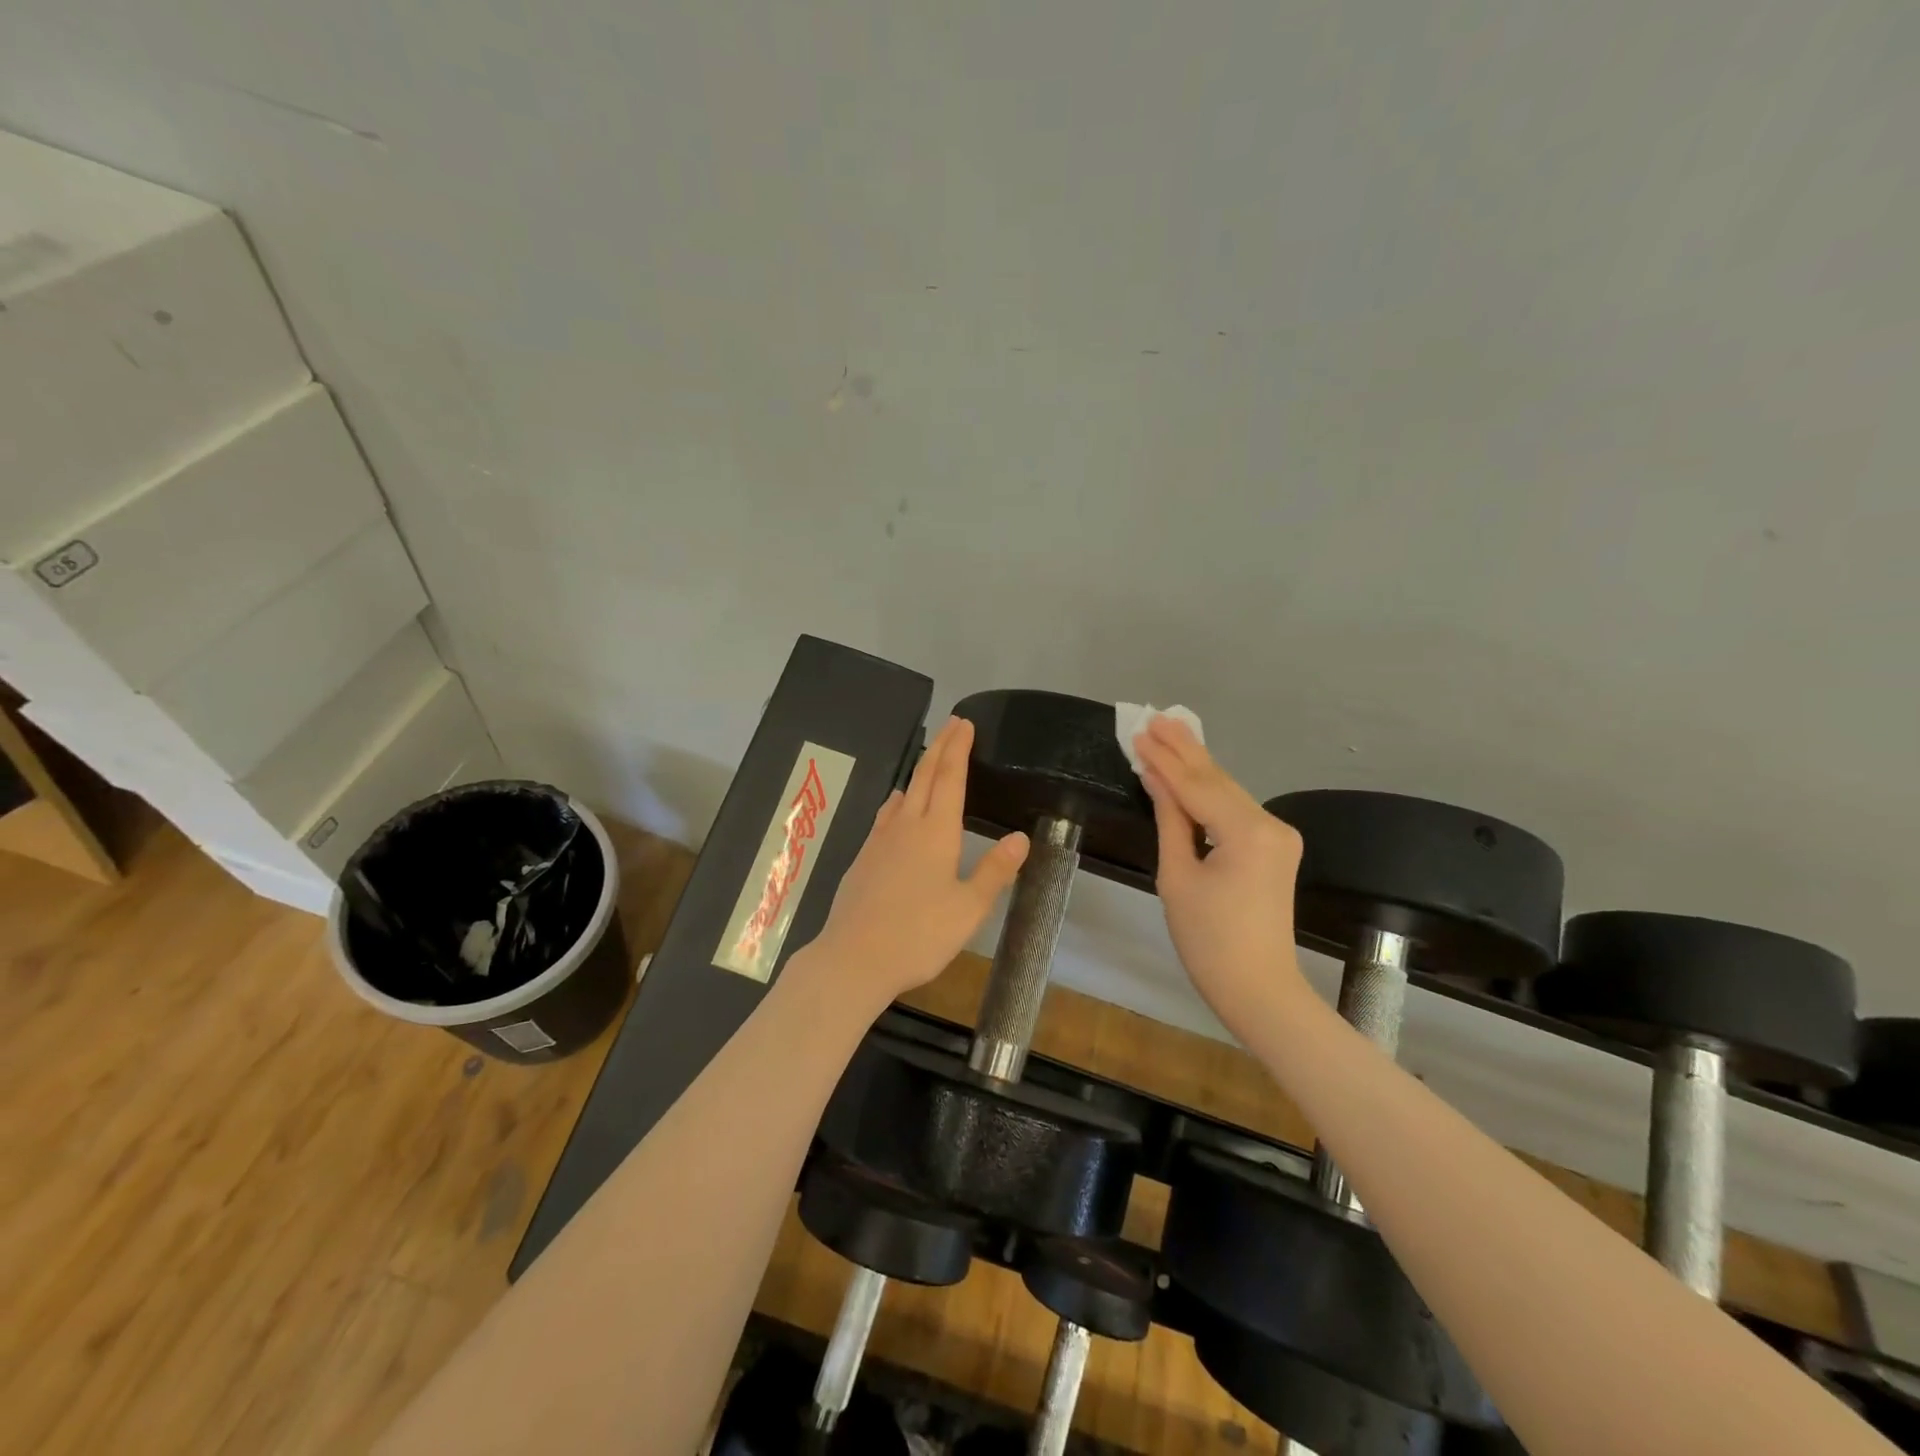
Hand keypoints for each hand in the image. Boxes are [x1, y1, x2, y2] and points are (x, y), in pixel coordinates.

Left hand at [808, 716, 1030, 1007]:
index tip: (964, 724)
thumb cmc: (919, 934)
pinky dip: (898, 801)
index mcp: (936, 832)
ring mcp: (879, 841)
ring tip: (929, 762)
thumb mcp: (969, 908)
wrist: (854, 958)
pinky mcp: (862, 859)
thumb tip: (1020, 837)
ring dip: (919, 772)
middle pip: (923, 777)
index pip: (949, 778)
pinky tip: (896, 810)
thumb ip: (994, 871)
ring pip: (902, 794)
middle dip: (940, 748)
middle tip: (952, 726)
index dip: (958, 749)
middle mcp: (905, 826)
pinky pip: (885, 816)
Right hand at [1133, 715, 1307, 1035]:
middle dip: (1184, 749)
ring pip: (1228, 792)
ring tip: (1169, 732)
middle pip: (1218, 780)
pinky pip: (1235, 810)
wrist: (1258, 989)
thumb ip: (1170, 820)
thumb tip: (1155, 779)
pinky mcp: (1275, 847)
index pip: (1196, 786)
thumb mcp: (1178, 877)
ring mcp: (1278, 835)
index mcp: (1248, 832)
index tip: (1138, 731)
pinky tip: (1190, 771)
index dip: (1163, 760)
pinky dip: (1209, 792)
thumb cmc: (1209, 940)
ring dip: (1196, 765)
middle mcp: (1271, 824)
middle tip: (1156, 716)